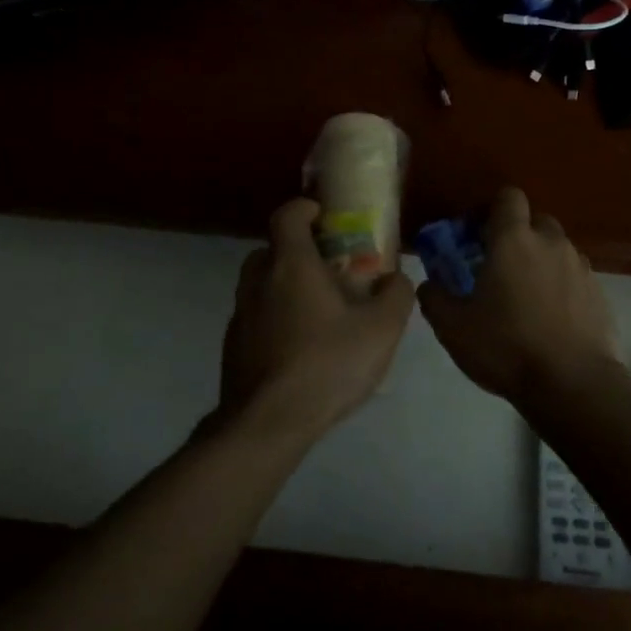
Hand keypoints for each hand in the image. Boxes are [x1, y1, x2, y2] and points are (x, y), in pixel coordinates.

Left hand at [217, 198, 415, 443]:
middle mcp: (258, 281)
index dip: (304, 207)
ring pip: (261, 284)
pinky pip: (257, 317)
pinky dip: (275, 318)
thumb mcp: (381, 330)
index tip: (324, 214)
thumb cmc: (327, 364)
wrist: (268, 423)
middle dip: (298, 251)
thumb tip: (396, 278)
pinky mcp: (233, 346)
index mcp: (290, 265)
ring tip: (318, 311)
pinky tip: (300, 347)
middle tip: (329, 268)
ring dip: (285, 286)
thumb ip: (396, 295)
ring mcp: (240, 315)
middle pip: (272, 249)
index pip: (287, 215)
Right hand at [418, 187, 624, 406]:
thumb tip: (429, 283)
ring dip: (540, 262)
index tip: (475, 235)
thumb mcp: (453, 327)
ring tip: (525, 298)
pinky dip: (561, 287)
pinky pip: (574, 277)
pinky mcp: (599, 293)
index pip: (507, 197)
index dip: (490, 209)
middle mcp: (551, 243)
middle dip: (517, 236)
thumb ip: (435, 296)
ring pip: (556, 250)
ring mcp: (580, 267)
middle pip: (535, 221)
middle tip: (498, 267)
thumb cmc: (506, 347)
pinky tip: (550, 319)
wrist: (572, 384)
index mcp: (514, 240)